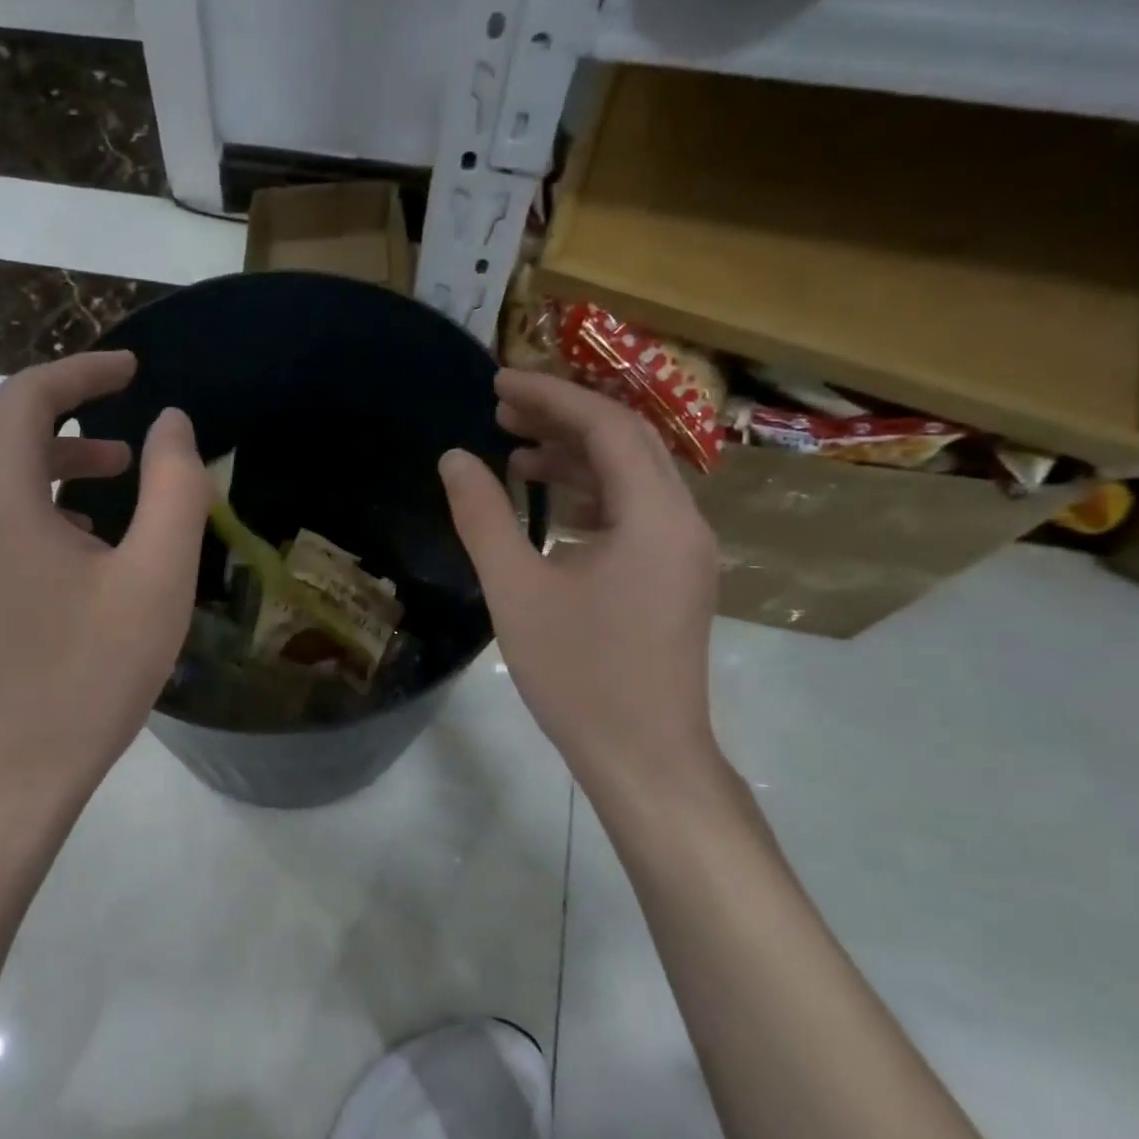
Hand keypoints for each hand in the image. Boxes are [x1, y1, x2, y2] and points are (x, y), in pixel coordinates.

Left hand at [0, 350, 210, 824]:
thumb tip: (170, 423)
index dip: (81, 371)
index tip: (134, 368)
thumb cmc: (85, 677)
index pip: (26, 398)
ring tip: (118, 472)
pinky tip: (86, 538)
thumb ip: (174, 490)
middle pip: (0, 427)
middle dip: (65, 408)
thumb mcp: (155, 580)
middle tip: (127, 411)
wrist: (4, 776)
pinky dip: (38, 499)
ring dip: (53, 457)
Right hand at [439, 370, 721, 806]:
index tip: (498, 382)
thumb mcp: (516, 591)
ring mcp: (683, 552)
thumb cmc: (579, 675)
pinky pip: (634, 512)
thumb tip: (454, 459)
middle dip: (563, 417)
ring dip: (576, 456)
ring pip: (631, 477)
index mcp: (655, 517)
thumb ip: (483, 518)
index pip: (608, 427)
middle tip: (500, 407)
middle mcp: (682, 522)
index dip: (551, 396)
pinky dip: (590, 494)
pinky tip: (548, 503)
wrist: (643, 756)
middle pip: (627, 442)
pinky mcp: (673, 577)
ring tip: (515, 451)